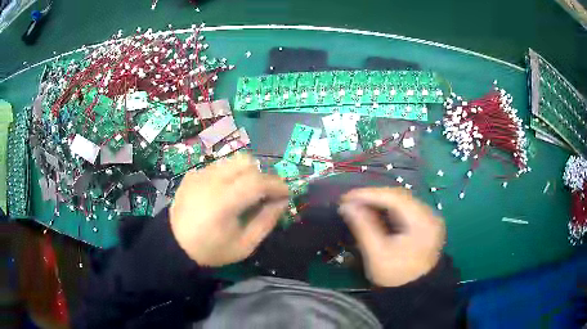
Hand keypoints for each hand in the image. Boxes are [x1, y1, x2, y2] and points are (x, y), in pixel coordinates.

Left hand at [169, 153, 288, 266]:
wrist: (175, 245)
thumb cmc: (211, 250)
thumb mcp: (244, 246)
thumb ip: (266, 221)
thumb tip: (282, 202)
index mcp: (224, 202)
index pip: (257, 181)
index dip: (277, 185)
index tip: (286, 194)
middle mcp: (210, 181)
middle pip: (246, 162)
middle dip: (262, 176)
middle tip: (265, 195)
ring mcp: (199, 175)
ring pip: (232, 161)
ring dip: (245, 173)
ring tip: (244, 193)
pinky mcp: (192, 174)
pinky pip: (218, 167)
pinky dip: (228, 176)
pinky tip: (223, 193)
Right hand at [339, 187, 444, 286]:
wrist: (416, 291)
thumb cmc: (396, 276)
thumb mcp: (377, 254)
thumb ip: (363, 227)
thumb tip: (347, 206)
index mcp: (421, 222)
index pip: (394, 198)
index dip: (369, 194)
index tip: (346, 198)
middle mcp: (429, 214)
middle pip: (399, 197)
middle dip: (373, 197)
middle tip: (350, 201)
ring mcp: (428, 218)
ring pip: (401, 201)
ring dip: (379, 202)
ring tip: (358, 205)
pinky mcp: (424, 223)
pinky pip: (403, 209)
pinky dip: (387, 209)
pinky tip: (373, 212)